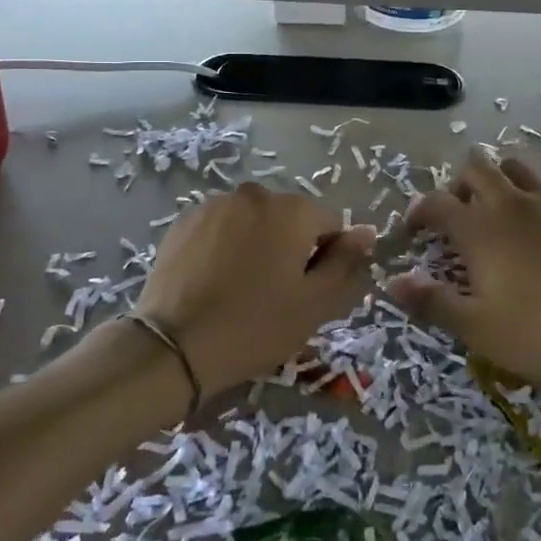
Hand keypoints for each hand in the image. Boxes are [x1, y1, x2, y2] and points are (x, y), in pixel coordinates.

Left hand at [136, 183, 373, 398]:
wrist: (174, 346)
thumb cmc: (255, 325)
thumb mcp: (315, 303)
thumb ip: (346, 263)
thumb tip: (365, 232)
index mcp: (292, 210)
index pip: (330, 223)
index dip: (326, 257)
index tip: (307, 291)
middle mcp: (255, 194)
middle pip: (291, 218)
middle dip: (291, 247)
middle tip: (275, 293)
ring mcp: (216, 204)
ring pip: (254, 221)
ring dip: (258, 244)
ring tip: (241, 288)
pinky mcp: (185, 220)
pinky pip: (222, 227)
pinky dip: (226, 246)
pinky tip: (214, 281)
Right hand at [387, 154, 540, 387]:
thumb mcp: (478, 330)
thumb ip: (432, 302)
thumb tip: (394, 282)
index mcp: (479, 228)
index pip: (435, 203)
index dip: (418, 212)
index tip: (414, 229)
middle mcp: (510, 202)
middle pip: (475, 168)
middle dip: (458, 185)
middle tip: (459, 217)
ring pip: (514, 167)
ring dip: (498, 180)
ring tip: (499, 212)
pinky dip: (534, 194)